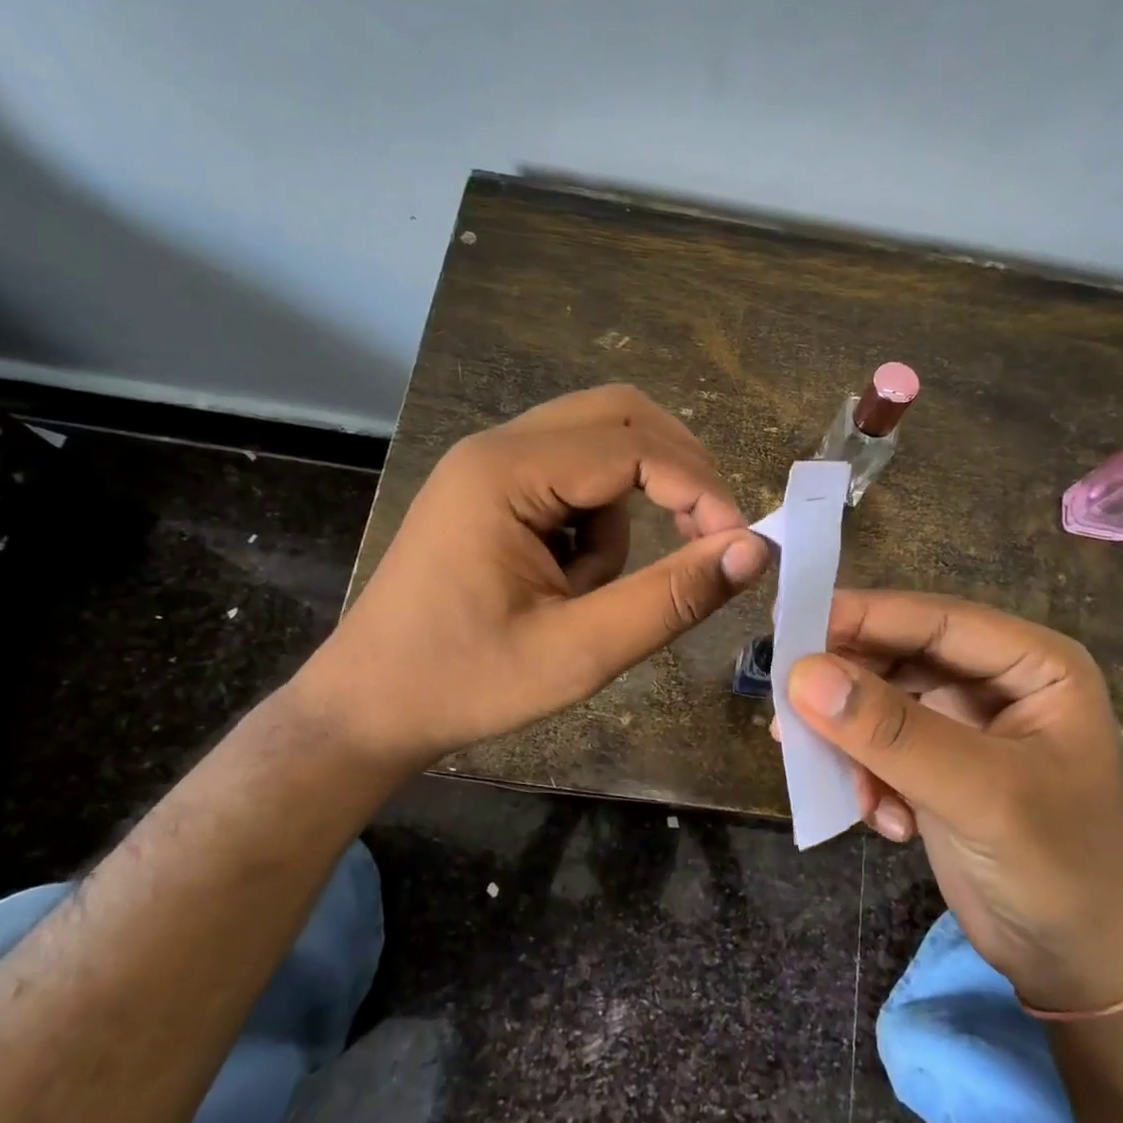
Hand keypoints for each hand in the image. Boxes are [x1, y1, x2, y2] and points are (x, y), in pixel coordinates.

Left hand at [297, 385, 768, 770]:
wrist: (368, 707)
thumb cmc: (465, 684)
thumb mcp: (578, 653)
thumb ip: (669, 599)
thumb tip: (753, 550)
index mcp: (505, 474)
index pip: (633, 447)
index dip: (699, 489)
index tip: (740, 546)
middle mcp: (497, 448)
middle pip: (618, 414)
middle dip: (678, 468)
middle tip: (708, 533)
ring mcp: (490, 464)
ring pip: (600, 442)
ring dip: (631, 500)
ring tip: (596, 586)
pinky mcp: (493, 489)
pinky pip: (574, 475)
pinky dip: (599, 517)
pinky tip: (570, 579)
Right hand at [785, 591, 1122, 1013]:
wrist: (1086, 971)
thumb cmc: (1061, 868)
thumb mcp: (980, 794)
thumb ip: (892, 732)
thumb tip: (802, 673)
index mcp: (1032, 665)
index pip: (935, 620)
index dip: (863, 616)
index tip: (788, 622)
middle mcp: (996, 683)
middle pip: (900, 657)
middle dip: (847, 687)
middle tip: (788, 707)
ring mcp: (965, 727)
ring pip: (880, 703)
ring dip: (851, 741)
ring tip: (827, 775)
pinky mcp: (938, 768)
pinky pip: (879, 747)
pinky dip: (866, 777)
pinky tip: (884, 821)